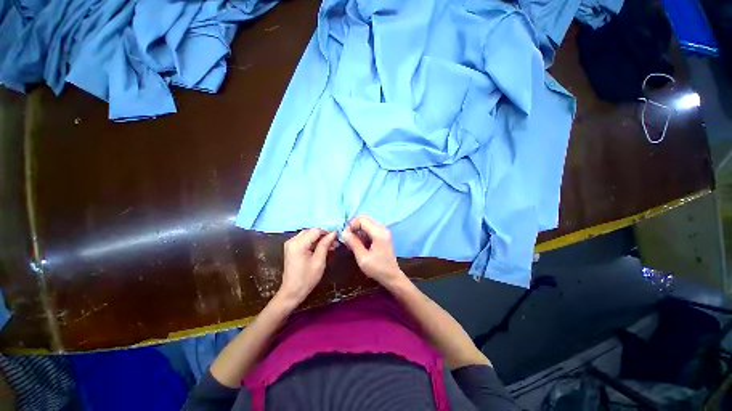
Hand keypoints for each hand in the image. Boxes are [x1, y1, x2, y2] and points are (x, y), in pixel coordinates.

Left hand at [277, 229, 336, 305]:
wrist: (292, 292)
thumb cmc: (306, 278)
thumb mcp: (319, 261)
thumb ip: (325, 244)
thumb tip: (333, 233)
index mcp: (298, 244)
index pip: (316, 231)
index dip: (327, 233)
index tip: (337, 238)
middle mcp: (292, 240)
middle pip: (312, 231)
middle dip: (324, 236)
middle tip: (335, 243)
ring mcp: (291, 244)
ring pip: (309, 235)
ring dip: (320, 239)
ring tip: (331, 246)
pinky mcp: (292, 248)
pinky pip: (305, 240)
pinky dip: (314, 243)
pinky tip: (322, 248)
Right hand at [342, 216, 406, 287]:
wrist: (392, 276)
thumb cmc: (377, 268)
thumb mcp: (362, 258)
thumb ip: (353, 243)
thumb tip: (344, 232)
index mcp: (379, 233)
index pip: (362, 220)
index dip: (352, 225)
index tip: (346, 236)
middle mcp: (382, 229)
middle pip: (364, 220)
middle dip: (354, 228)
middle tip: (348, 240)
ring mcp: (383, 231)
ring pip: (366, 224)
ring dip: (358, 232)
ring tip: (353, 244)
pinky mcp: (383, 235)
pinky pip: (370, 229)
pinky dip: (363, 234)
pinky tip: (359, 245)